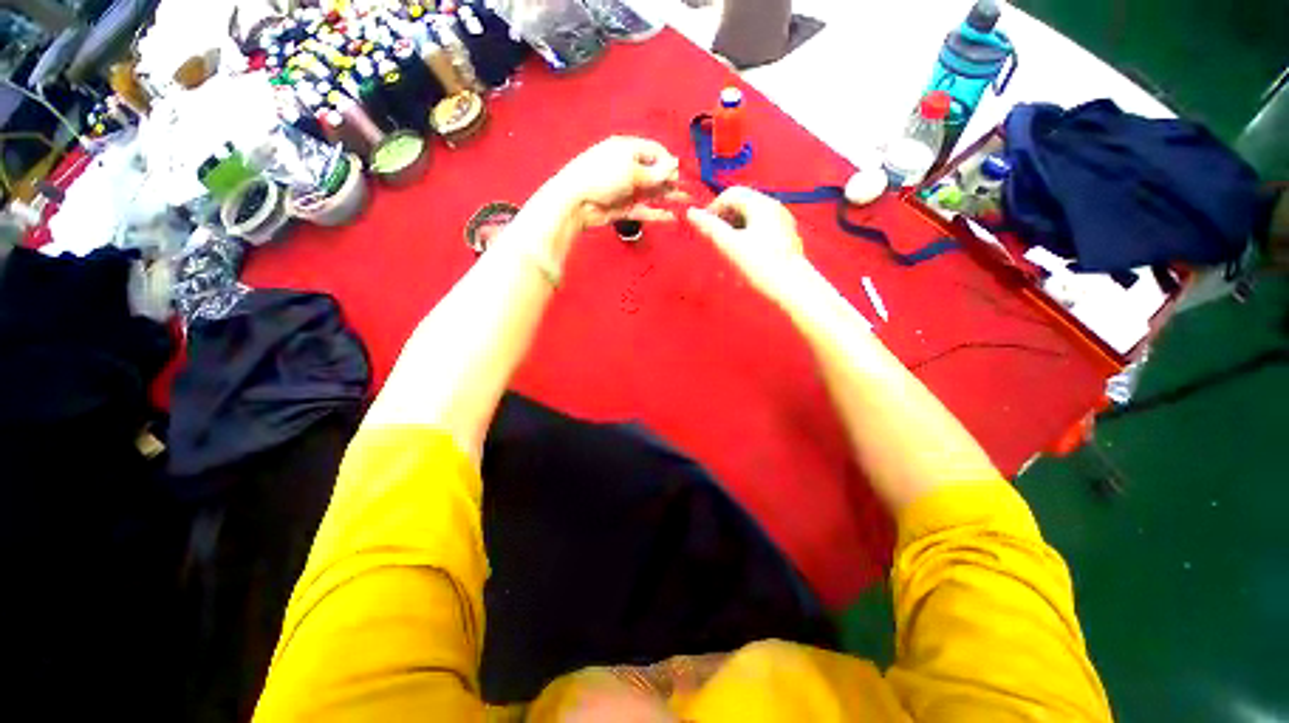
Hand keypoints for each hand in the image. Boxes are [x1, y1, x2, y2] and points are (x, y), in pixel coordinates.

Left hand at [542, 136, 683, 230]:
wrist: (576, 202)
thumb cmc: (602, 176)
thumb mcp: (632, 169)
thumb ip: (656, 171)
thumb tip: (675, 165)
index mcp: (627, 150)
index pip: (654, 151)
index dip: (668, 161)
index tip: (679, 173)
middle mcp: (628, 168)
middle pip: (654, 173)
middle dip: (671, 181)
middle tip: (685, 190)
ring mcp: (626, 190)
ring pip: (651, 193)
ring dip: (668, 197)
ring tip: (684, 203)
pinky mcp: (623, 208)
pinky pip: (644, 210)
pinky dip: (657, 214)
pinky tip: (670, 217)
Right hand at [686, 187, 812, 304]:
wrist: (793, 288)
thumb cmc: (760, 265)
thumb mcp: (730, 246)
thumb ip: (709, 228)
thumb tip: (690, 213)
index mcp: (761, 204)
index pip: (731, 194)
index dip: (713, 209)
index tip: (704, 229)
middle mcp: (774, 206)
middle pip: (742, 202)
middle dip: (725, 217)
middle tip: (714, 238)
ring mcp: (783, 220)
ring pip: (752, 215)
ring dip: (735, 225)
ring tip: (727, 247)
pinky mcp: (786, 235)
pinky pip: (762, 226)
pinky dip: (748, 233)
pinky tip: (745, 252)